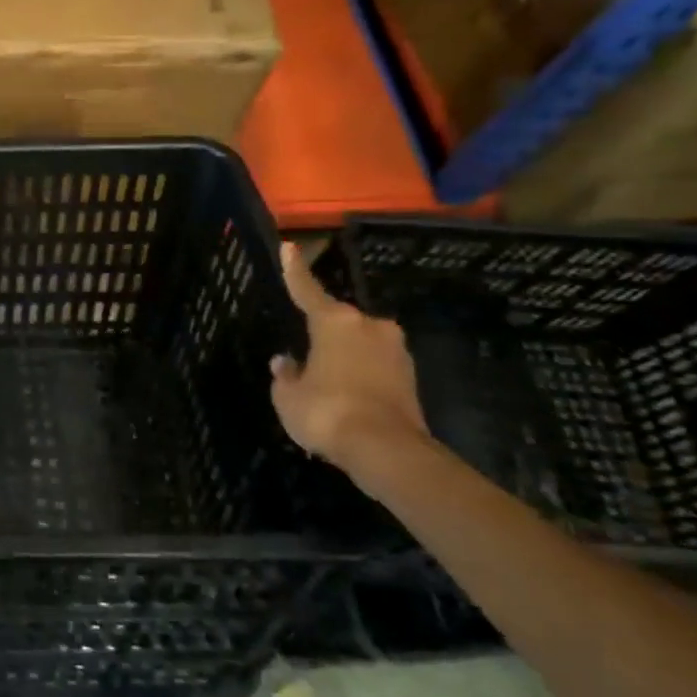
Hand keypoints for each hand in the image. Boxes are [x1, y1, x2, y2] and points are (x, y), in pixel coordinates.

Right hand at [269, 242, 430, 478]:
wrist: (386, 450)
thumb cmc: (326, 412)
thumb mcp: (288, 396)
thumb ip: (286, 375)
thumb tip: (286, 363)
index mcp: (335, 322)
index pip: (307, 290)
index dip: (295, 270)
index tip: (289, 246)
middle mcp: (369, 327)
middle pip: (338, 322)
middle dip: (322, 334)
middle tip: (305, 353)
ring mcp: (395, 351)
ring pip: (359, 345)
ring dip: (343, 357)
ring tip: (325, 384)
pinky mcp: (410, 377)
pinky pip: (375, 367)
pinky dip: (360, 376)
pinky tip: (346, 398)